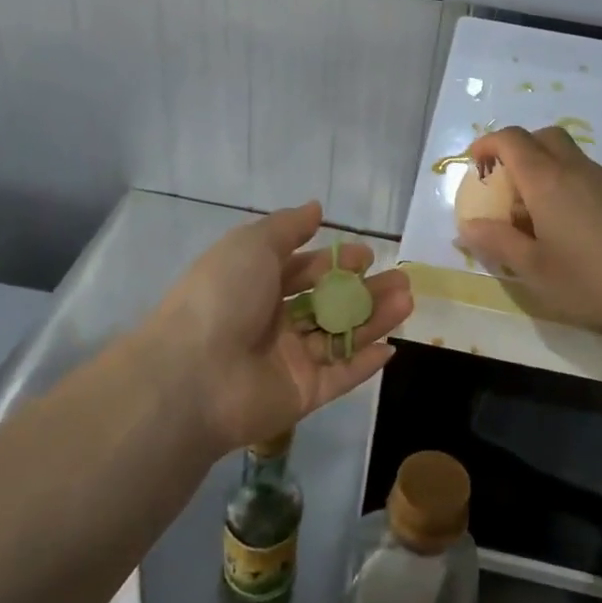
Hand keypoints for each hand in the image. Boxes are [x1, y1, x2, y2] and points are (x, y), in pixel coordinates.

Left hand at [143, 202, 411, 451]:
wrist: (194, 374)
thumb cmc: (222, 297)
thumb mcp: (251, 245)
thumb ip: (287, 227)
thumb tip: (316, 207)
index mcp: (255, 285)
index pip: (302, 271)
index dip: (334, 261)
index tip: (367, 254)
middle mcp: (271, 322)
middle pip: (327, 304)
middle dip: (364, 291)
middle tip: (400, 280)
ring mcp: (287, 361)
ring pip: (339, 337)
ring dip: (373, 320)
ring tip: (407, 301)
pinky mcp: (301, 395)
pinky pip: (339, 376)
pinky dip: (364, 364)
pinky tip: (392, 348)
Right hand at [457, 126, 601, 343]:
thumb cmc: (590, 282)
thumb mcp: (533, 269)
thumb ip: (496, 242)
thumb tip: (467, 226)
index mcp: (547, 180)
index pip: (512, 139)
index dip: (487, 145)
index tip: (473, 166)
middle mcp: (574, 170)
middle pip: (542, 136)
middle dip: (516, 149)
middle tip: (501, 183)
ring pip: (565, 154)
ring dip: (540, 166)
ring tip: (527, 211)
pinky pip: (581, 174)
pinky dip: (561, 183)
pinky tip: (561, 225)